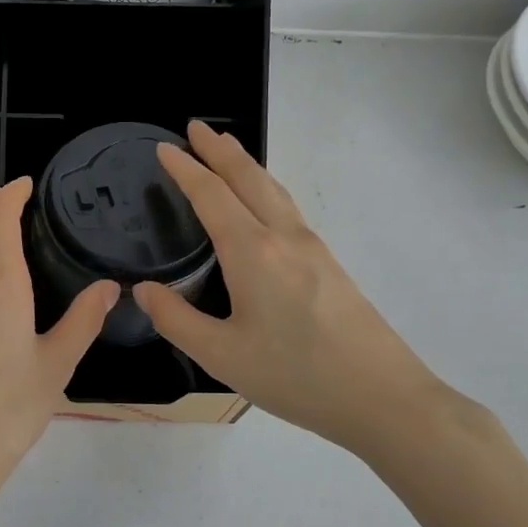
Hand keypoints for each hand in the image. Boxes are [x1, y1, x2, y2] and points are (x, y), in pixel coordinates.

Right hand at [134, 122, 462, 460]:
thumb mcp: (222, 356)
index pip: (211, 196)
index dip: (185, 170)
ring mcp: (313, 248)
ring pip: (273, 190)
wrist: (383, 398)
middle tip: (195, 128)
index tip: (164, 148)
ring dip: (245, 165)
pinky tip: (263, 202)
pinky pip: (288, 209)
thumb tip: (143, 291)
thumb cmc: (296, 376)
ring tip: (227, 149)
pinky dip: (265, 188)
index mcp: (253, 253)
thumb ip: (176, 320)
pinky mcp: (329, 264)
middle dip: (219, 150)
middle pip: (248, 179)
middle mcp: (284, 237)